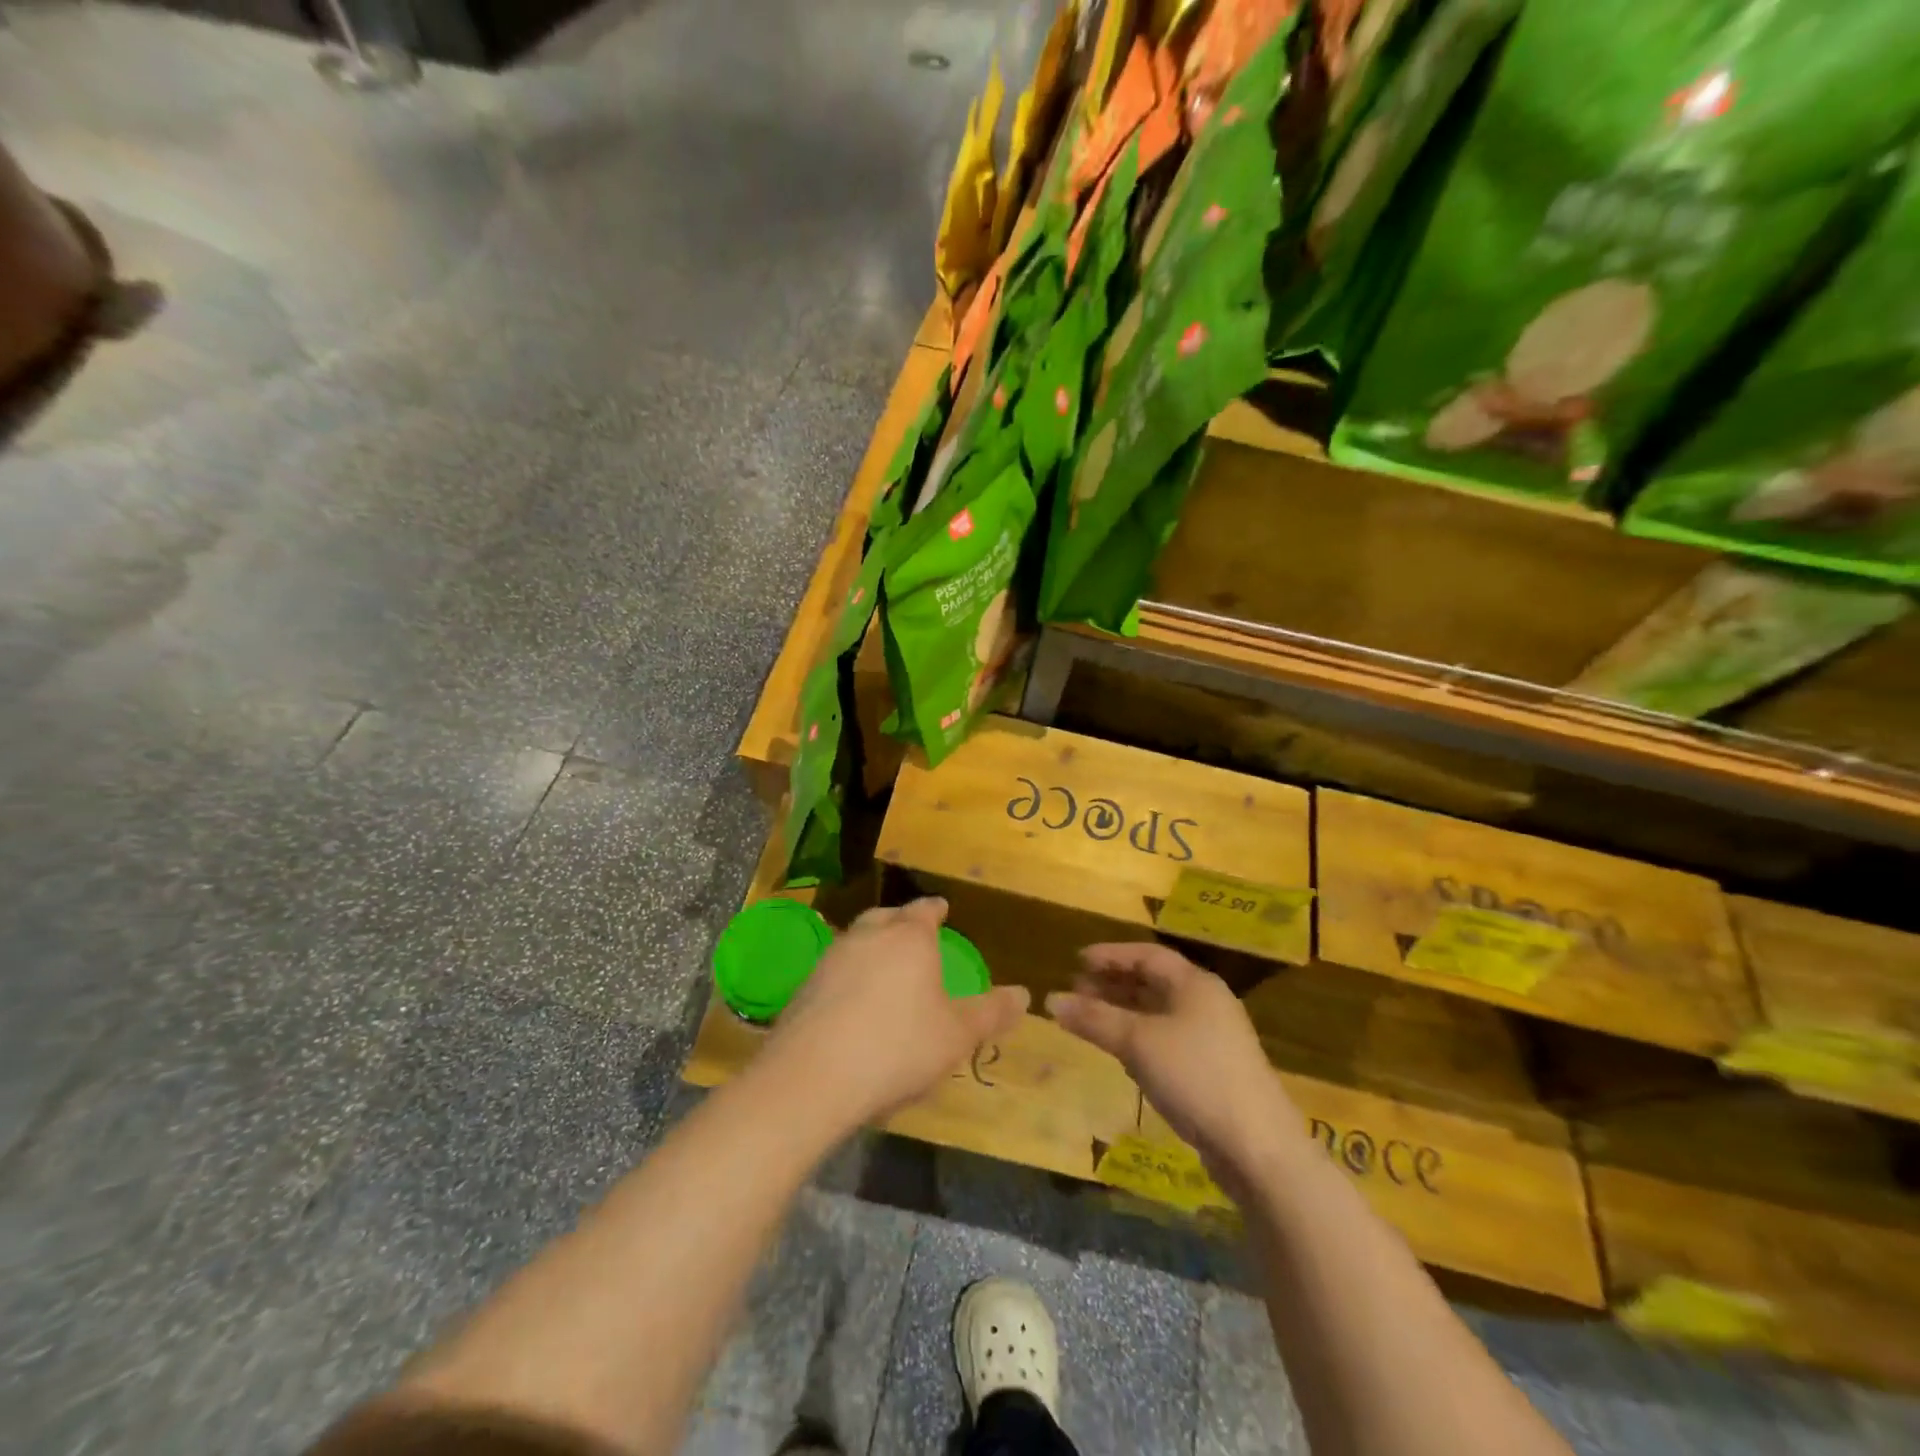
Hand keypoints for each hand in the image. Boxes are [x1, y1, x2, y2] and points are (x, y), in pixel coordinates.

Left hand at [759, 898, 1029, 1128]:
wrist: (813, 1077)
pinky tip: (854, 1001)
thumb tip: (1024, 994)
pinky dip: (850, 975)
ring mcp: (831, 959)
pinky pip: (836, 970)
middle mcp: (868, 936)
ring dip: (872, 946)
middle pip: (886, 917)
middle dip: (901, 922)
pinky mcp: (805, 987)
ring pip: (857, 940)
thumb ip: (990, 1012)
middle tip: (913, 933)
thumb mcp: (957, 1035)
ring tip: (885, 966)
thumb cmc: (898, 1047)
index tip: (942, 908)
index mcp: (908, 937)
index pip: (924, 910)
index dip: (935, 909)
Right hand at [1046, 944, 1303, 1191]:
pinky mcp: (1213, 1069)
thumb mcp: (1137, 1043)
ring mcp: (1213, 1037)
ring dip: (1123, 1011)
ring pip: (1159, 1012)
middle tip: (1076, 990)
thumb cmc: (1195, 1076)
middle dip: (1113, 983)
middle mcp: (1206, 1002)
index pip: (1147, 955)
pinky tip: (1120, 1051)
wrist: (1258, 1147)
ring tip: (1090, 1018)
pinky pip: (1167, 1038)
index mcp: (1195, 984)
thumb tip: (1051, 999)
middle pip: (1153, 981)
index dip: (1110, 955)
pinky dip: (1139, 1036)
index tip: (1076, 960)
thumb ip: (1094, 1018)